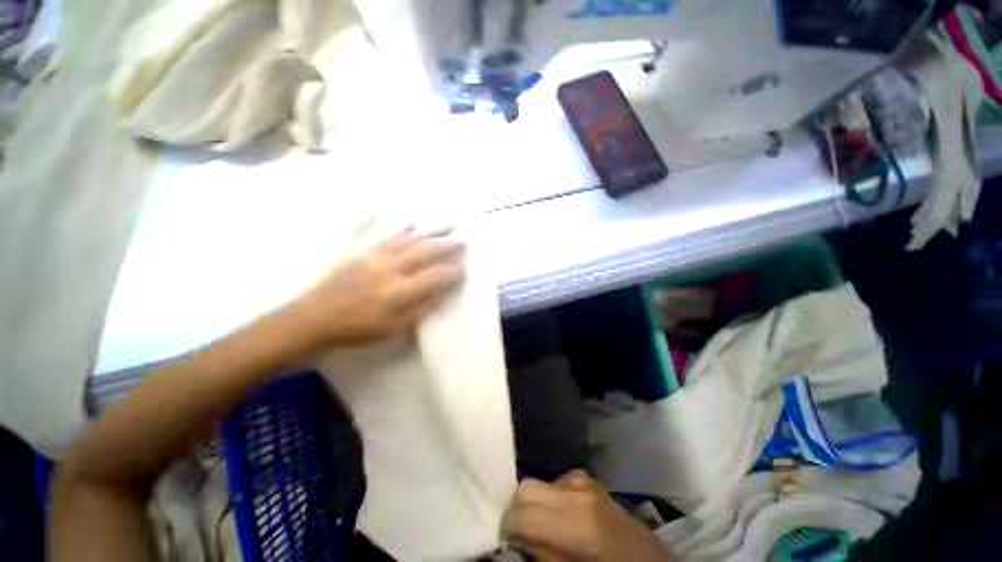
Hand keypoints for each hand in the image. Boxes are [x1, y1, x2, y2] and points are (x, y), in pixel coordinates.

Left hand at [291, 227, 464, 346]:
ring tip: (450, 224)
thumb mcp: (393, 330)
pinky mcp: (365, 252)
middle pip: (426, 252)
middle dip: (448, 246)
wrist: (315, 317)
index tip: (466, 268)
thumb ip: (419, 310)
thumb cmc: (357, 329)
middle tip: (465, 240)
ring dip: (433, 231)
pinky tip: (414, 223)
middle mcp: (391, 269)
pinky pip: (390, 236)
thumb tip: (441, 295)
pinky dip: (405, 229)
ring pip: (411, 239)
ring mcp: (377, 257)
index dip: (453, 272)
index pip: (435, 277)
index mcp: (399, 291)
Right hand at [502, 471, 671, 561]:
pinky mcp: (588, 479)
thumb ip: (543, 556)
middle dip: (516, 510)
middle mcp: (577, 493)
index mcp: (577, 524)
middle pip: (526, 487)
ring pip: (539, 482)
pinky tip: (561, 516)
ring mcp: (584, 482)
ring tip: (541, 526)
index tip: (505, 541)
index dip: (507, 528)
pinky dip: (549, 497)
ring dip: (533, 503)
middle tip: (518, 533)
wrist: (649, 560)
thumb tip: (515, 541)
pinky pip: (556, 481)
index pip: (522, 514)